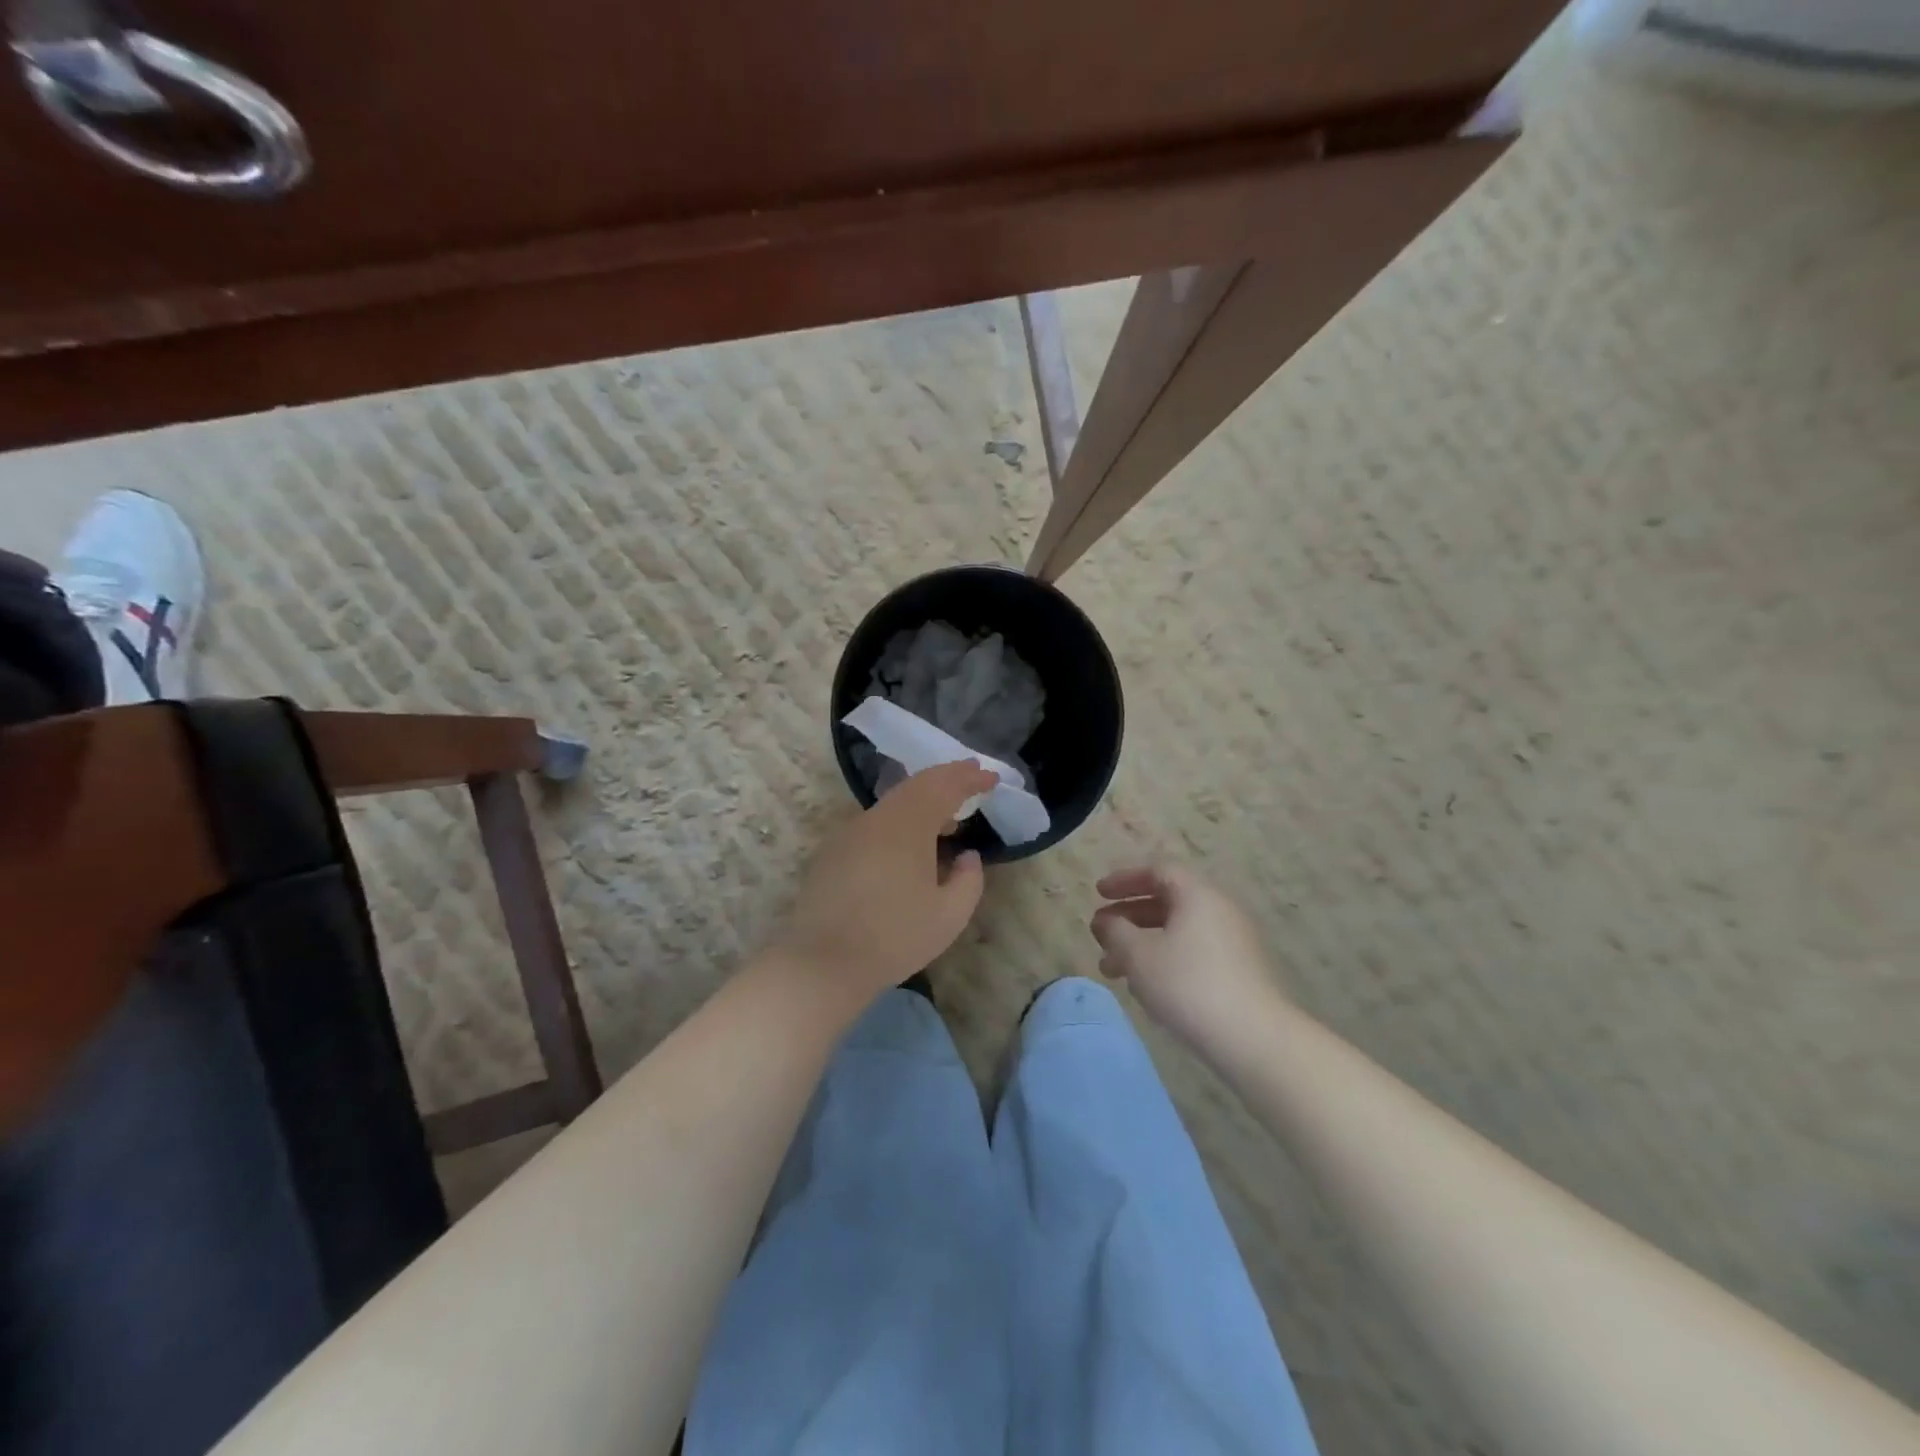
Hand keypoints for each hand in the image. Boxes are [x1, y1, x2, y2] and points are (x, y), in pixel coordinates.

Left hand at [771, 761, 996, 1010]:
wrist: (823, 962)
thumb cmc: (894, 937)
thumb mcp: (949, 915)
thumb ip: (969, 879)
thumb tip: (967, 856)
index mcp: (908, 824)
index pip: (943, 787)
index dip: (969, 778)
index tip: (991, 777)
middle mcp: (877, 818)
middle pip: (915, 785)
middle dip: (946, 778)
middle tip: (971, 775)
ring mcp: (850, 832)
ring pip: (893, 803)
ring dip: (923, 800)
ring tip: (947, 817)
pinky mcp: (833, 851)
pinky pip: (876, 822)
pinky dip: (902, 819)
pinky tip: (910, 845)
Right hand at [1090, 865, 1279, 1043]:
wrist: (1254, 1038)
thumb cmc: (1188, 984)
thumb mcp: (1138, 955)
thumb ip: (1115, 931)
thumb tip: (1106, 921)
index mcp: (1198, 894)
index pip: (1157, 871)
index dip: (1124, 880)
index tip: (1098, 894)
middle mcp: (1219, 909)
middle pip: (1167, 902)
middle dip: (1128, 918)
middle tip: (1100, 935)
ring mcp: (1233, 942)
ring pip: (1178, 932)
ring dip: (1142, 945)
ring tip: (1112, 970)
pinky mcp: (1239, 972)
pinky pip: (1193, 953)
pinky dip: (1165, 960)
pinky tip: (1146, 989)